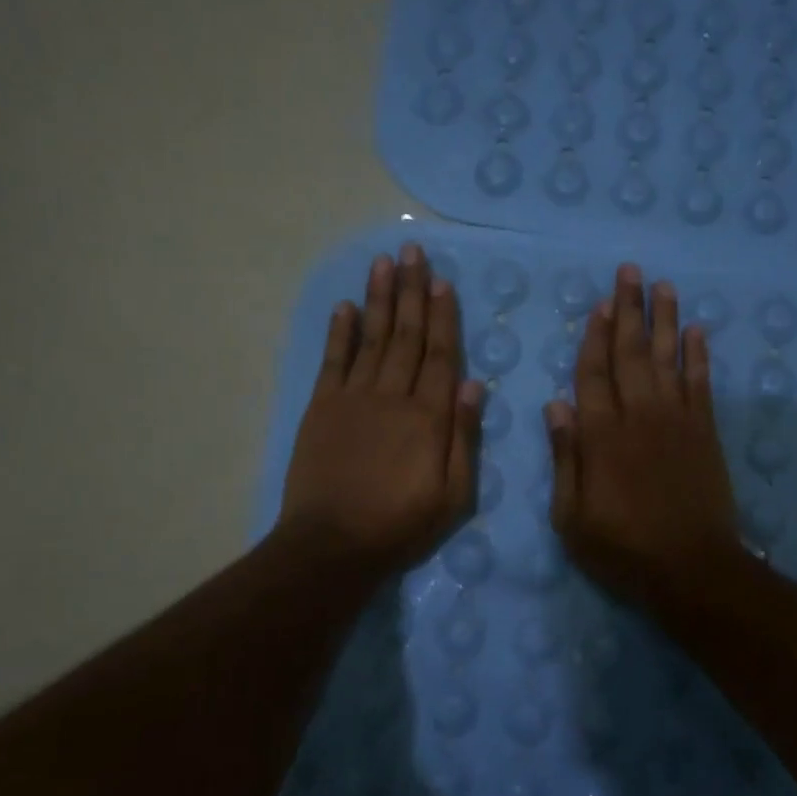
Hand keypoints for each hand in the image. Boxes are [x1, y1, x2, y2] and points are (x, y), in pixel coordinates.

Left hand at [278, 243, 483, 582]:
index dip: (443, 316)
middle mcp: (393, 395)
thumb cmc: (401, 524)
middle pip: (407, 335)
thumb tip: (474, 385)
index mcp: (429, 416)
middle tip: (411, 251)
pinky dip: (340, 331)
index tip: (442, 281)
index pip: (441, 355)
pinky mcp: (322, 408)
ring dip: (379, 298)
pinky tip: (346, 306)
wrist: (333, 544)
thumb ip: (464, 437)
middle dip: (411, 291)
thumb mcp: (453, 495)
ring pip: (372, 338)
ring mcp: (354, 398)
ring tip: (383, 262)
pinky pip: (333, 361)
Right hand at [545, 263, 739, 611]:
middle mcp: (639, 416)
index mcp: (601, 435)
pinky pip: (700, 383)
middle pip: (631, 354)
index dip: (594, 338)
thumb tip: (555, 406)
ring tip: (662, 285)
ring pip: (667, 358)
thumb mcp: (571, 516)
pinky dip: (698, 355)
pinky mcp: (705, 432)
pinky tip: (696, 330)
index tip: (598, 305)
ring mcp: (676, 421)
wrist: (692, 569)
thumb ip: (565, 457)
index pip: (593, 374)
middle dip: (629, 311)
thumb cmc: (622, 548)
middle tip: (630, 272)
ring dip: (664, 320)